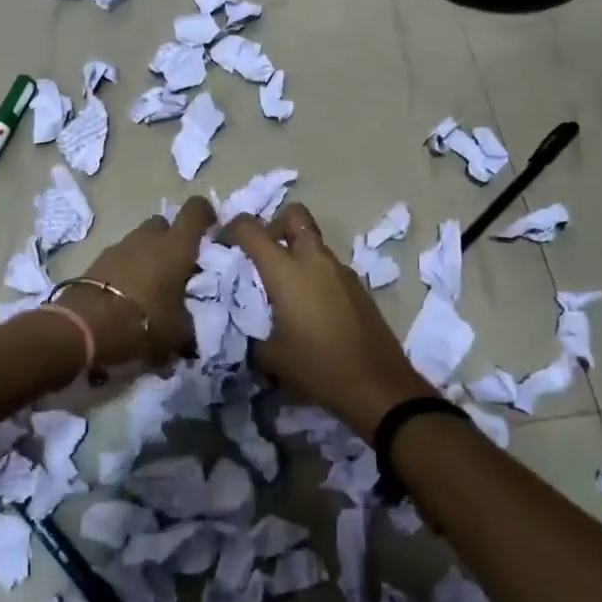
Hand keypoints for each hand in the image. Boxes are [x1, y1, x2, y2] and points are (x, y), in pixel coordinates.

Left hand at [62, 197, 215, 376]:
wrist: (85, 327)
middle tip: (177, 266)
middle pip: (164, 224)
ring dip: (147, 255)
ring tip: (151, 286)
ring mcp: (120, 246)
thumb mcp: (178, 333)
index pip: (196, 210)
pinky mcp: (98, 260)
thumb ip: (189, 323)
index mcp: (176, 246)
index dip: (205, 214)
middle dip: (171, 239)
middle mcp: (149, 238)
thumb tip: (191, 329)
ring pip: (140, 240)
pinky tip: (127, 295)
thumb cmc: (144, 322)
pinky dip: (127, 269)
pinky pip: (120, 257)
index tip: (210, 230)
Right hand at [221, 205, 437, 437]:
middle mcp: (315, 260)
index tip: (223, 244)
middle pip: (294, 216)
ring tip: (283, 291)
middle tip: (263, 256)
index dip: (232, 228)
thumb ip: (252, 336)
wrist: (378, 385)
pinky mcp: (358, 287)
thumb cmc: (319, 367)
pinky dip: (314, 274)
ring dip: (296, 253)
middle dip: (274, 225)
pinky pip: (329, 267)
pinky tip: (310, 310)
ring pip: (313, 243)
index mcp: (287, 271)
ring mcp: (341, 271)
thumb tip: (245, 330)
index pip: (251, 229)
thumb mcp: (272, 358)